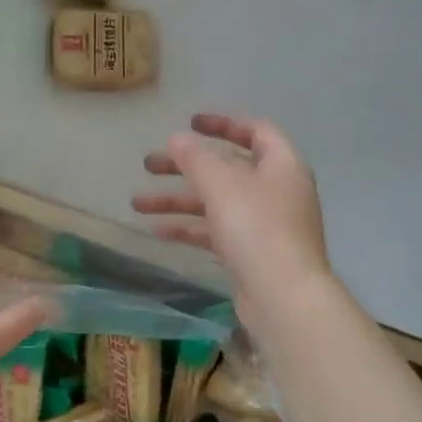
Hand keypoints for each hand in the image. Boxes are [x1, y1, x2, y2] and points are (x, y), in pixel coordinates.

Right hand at [132, 114, 333, 316]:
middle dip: (185, 166)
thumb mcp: (222, 185)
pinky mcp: (251, 253)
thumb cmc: (257, 229)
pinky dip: (189, 228)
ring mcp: (264, 224)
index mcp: (281, 165)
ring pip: (215, 202)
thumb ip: (196, 158)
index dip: (222, 124)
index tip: (190, 124)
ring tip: (137, 203)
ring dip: (177, 201)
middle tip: (148, 165)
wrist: (284, 297)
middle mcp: (276, 191)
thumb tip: (177, 139)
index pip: (255, 131)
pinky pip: (215, 231)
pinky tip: (157, 231)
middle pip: (226, 169)